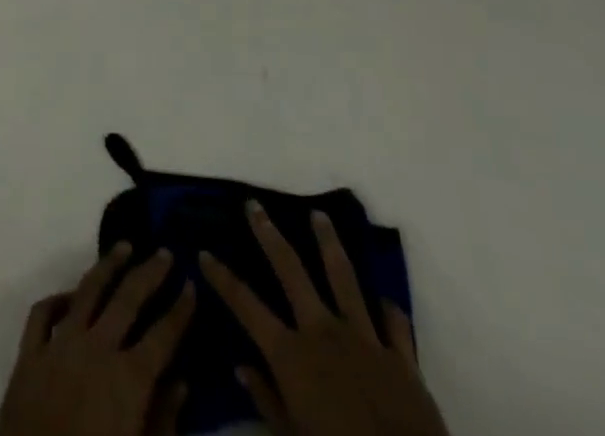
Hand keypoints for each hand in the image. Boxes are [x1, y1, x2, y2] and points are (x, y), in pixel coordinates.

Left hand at [0, 243, 197, 435]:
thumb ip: (164, 421)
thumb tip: (182, 382)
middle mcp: (96, 350)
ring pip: (87, 291)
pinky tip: (70, 295)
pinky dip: (57, 299)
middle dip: (149, 272)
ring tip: (123, 247)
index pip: (163, 335)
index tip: (191, 284)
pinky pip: (42, 314)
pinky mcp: (29, 356)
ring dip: (108, 265)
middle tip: (165, 251)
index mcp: (128, 380)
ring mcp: (59, 347)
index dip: (180, 309)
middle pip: (127, 299)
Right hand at [200, 204, 447, 435]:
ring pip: (343, 277)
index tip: (204, 253)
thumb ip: (267, 400)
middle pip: (291, 270)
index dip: (222, 278)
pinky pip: (393, 323)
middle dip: (269, 235)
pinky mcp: (400, 355)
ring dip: (329, 243)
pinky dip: (387, 309)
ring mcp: (363, 338)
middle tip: (254, 204)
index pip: (246, 306)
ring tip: (320, 215)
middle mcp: (322, 331)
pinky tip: (383, 298)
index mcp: (292, 354)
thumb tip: (241, 367)